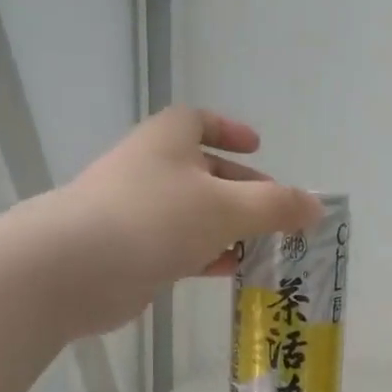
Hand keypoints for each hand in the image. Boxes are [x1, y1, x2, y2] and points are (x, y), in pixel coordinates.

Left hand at [48, 108, 320, 336]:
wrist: (75, 269)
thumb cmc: (155, 219)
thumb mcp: (227, 207)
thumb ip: (276, 206)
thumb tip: (316, 207)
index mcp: (167, 141)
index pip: (197, 121)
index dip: (229, 129)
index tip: (259, 145)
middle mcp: (149, 170)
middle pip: (201, 171)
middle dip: (240, 188)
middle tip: (274, 211)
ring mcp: (136, 212)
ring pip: (192, 213)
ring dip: (227, 227)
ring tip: (264, 246)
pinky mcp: (130, 252)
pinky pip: (177, 247)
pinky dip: (206, 254)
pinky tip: (231, 270)